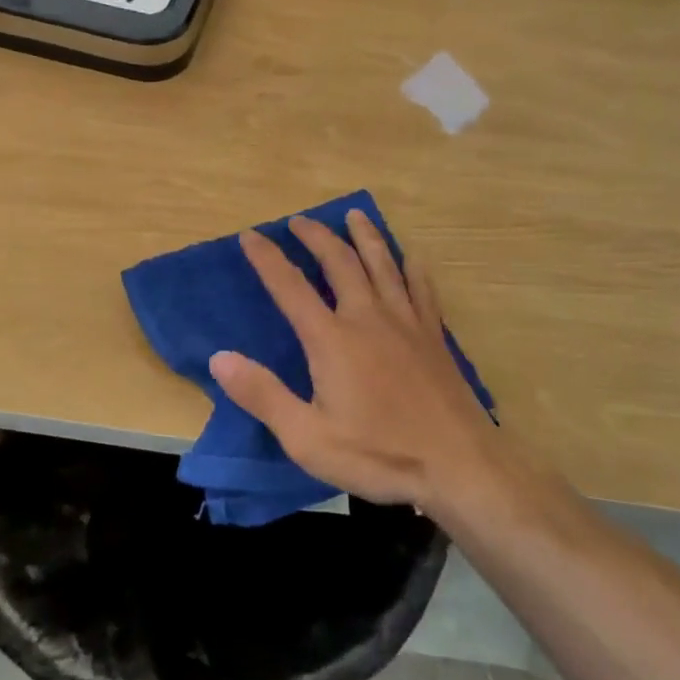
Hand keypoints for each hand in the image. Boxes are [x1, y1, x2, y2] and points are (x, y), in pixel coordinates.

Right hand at [208, 211, 498, 513]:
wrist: (459, 465)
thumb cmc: (379, 454)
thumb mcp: (307, 438)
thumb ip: (263, 395)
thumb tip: (220, 357)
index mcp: (332, 339)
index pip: (290, 287)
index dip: (267, 258)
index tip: (250, 235)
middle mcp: (367, 317)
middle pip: (339, 262)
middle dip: (316, 236)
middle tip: (300, 220)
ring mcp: (406, 322)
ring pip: (383, 263)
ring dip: (364, 236)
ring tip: (354, 214)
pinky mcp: (434, 336)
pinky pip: (421, 287)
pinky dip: (412, 266)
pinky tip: (411, 256)